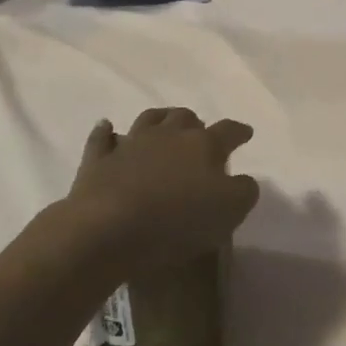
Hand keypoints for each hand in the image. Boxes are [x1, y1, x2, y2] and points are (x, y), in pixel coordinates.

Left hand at [64, 108, 259, 274]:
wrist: (108, 227)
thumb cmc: (177, 220)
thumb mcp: (229, 211)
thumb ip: (243, 191)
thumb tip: (243, 180)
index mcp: (203, 145)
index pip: (228, 131)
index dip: (239, 132)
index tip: (246, 133)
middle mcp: (168, 134)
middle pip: (185, 117)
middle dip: (195, 123)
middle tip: (199, 133)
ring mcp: (131, 143)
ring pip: (149, 119)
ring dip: (159, 119)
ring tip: (164, 123)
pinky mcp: (99, 160)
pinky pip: (102, 139)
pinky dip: (106, 133)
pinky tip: (108, 128)